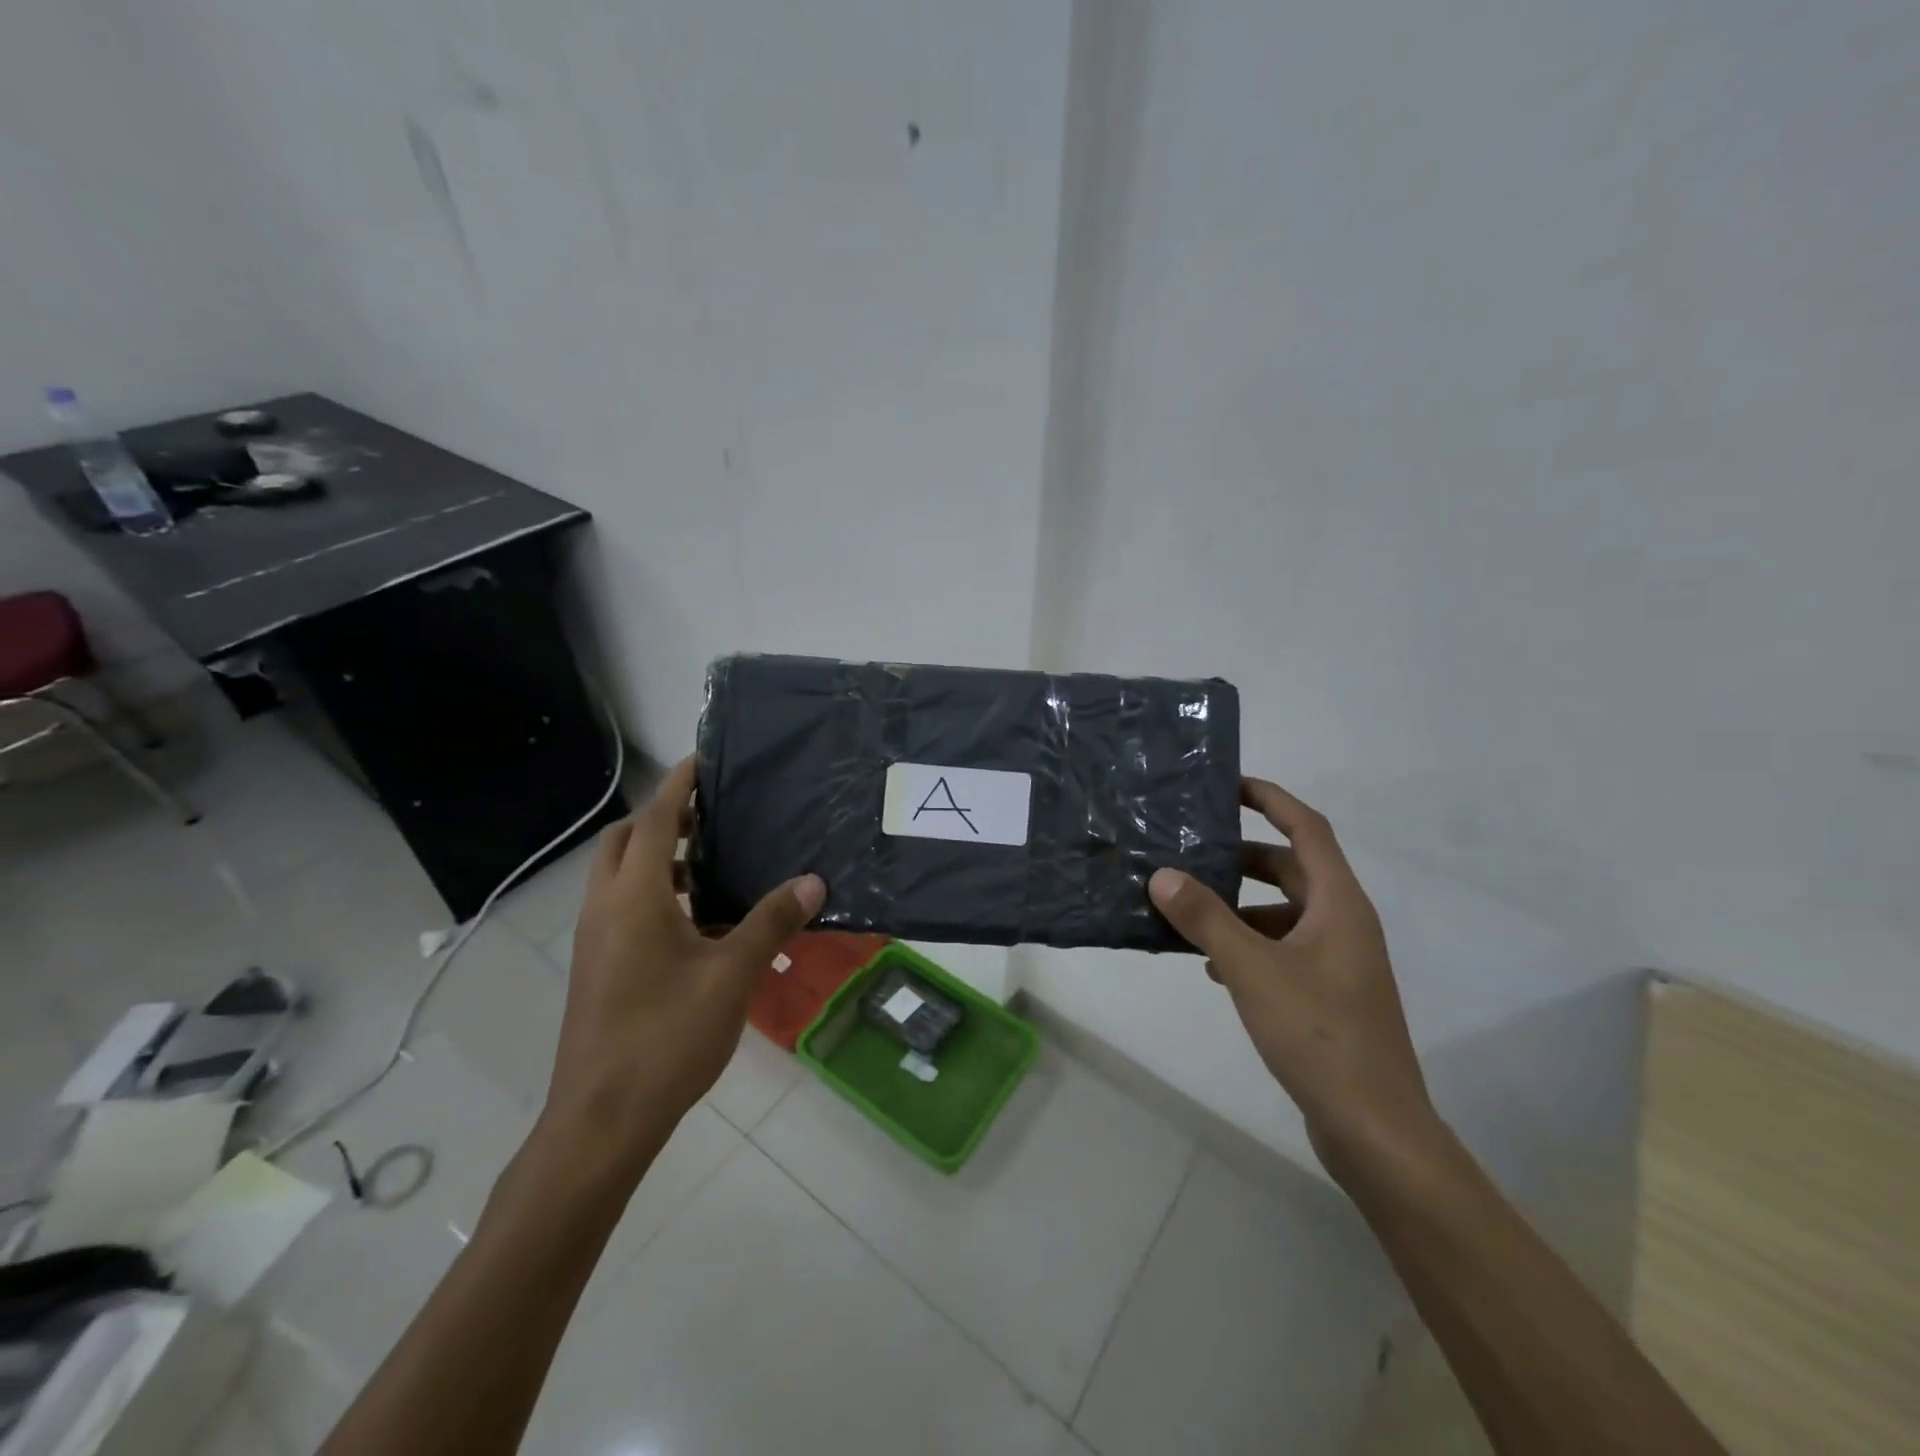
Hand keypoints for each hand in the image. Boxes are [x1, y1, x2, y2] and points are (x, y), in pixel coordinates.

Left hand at [544, 756, 824, 1170]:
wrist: (601, 1122)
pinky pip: (623, 908)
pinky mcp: (598, 968)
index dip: (679, 785)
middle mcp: (605, 909)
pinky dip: (655, 894)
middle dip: (664, 819)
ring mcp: (595, 940)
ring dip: (660, 859)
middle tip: (713, 816)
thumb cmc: (666, 1039)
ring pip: (621, 877)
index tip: (703, 758)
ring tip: (713, 864)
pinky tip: (699, 923)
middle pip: (627, 841)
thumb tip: (813, 881)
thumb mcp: (730, 976)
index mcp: (634, 898)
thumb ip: (771, 923)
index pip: (655, 821)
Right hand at [1148, 778, 1432, 1174]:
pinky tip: (1212, 967)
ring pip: (1284, 913)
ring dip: (1240, 906)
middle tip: (1193, 849)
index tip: (1229, 785)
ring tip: (1189, 910)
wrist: (1375, 1128)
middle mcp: (1344, 923)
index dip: (1271, 799)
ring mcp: (1339, 962)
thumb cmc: (1318, 1034)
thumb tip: (1162, 875)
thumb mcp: (1251, 969)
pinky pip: (1283, 949)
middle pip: (1292, 869)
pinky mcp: (1328, 995)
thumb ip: (1205, 919)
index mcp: (1338, 904)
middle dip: (1243, 857)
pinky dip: (1249, 944)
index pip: (1307, 829)